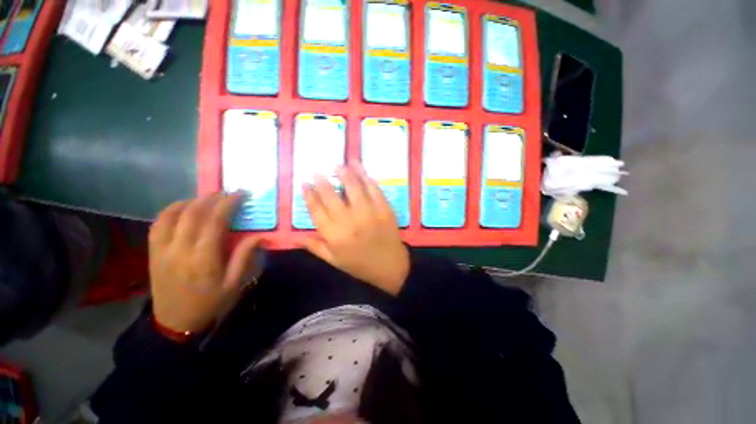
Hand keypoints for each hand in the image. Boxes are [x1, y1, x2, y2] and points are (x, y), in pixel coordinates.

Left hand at [148, 193, 261, 333]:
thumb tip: (259, 235)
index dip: (228, 204)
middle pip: (193, 213)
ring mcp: (162, 250)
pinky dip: (171, 211)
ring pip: (172, 215)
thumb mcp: (234, 284)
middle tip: (227, 193)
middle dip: (212, 198)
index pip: (215, 221)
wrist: (175, 323)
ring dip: (191, 201)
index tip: (240, 194)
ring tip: (207, 198)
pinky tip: (183, 208)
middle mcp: (180, 249)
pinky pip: (158, 224)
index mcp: (203, 258)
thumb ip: (245, 257)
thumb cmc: (210, 303)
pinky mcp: (153, 252)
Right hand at [302, 164, 409, 294]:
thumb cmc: (360, 265)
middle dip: (322, 181)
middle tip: (317, 171)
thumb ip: (315, 247)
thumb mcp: (334, 261)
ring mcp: (368, 212)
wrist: (390, 266)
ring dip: (344, 172)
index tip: (304, 183)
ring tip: (338, 164)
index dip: (308, 194)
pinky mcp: (384, 208)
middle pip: (331, 195)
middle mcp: (349, 221)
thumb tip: (296, 237)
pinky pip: (373, 188)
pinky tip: (359, 168)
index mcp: (334, 235)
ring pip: (353, 186)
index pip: (316, 209)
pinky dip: (365, 176)